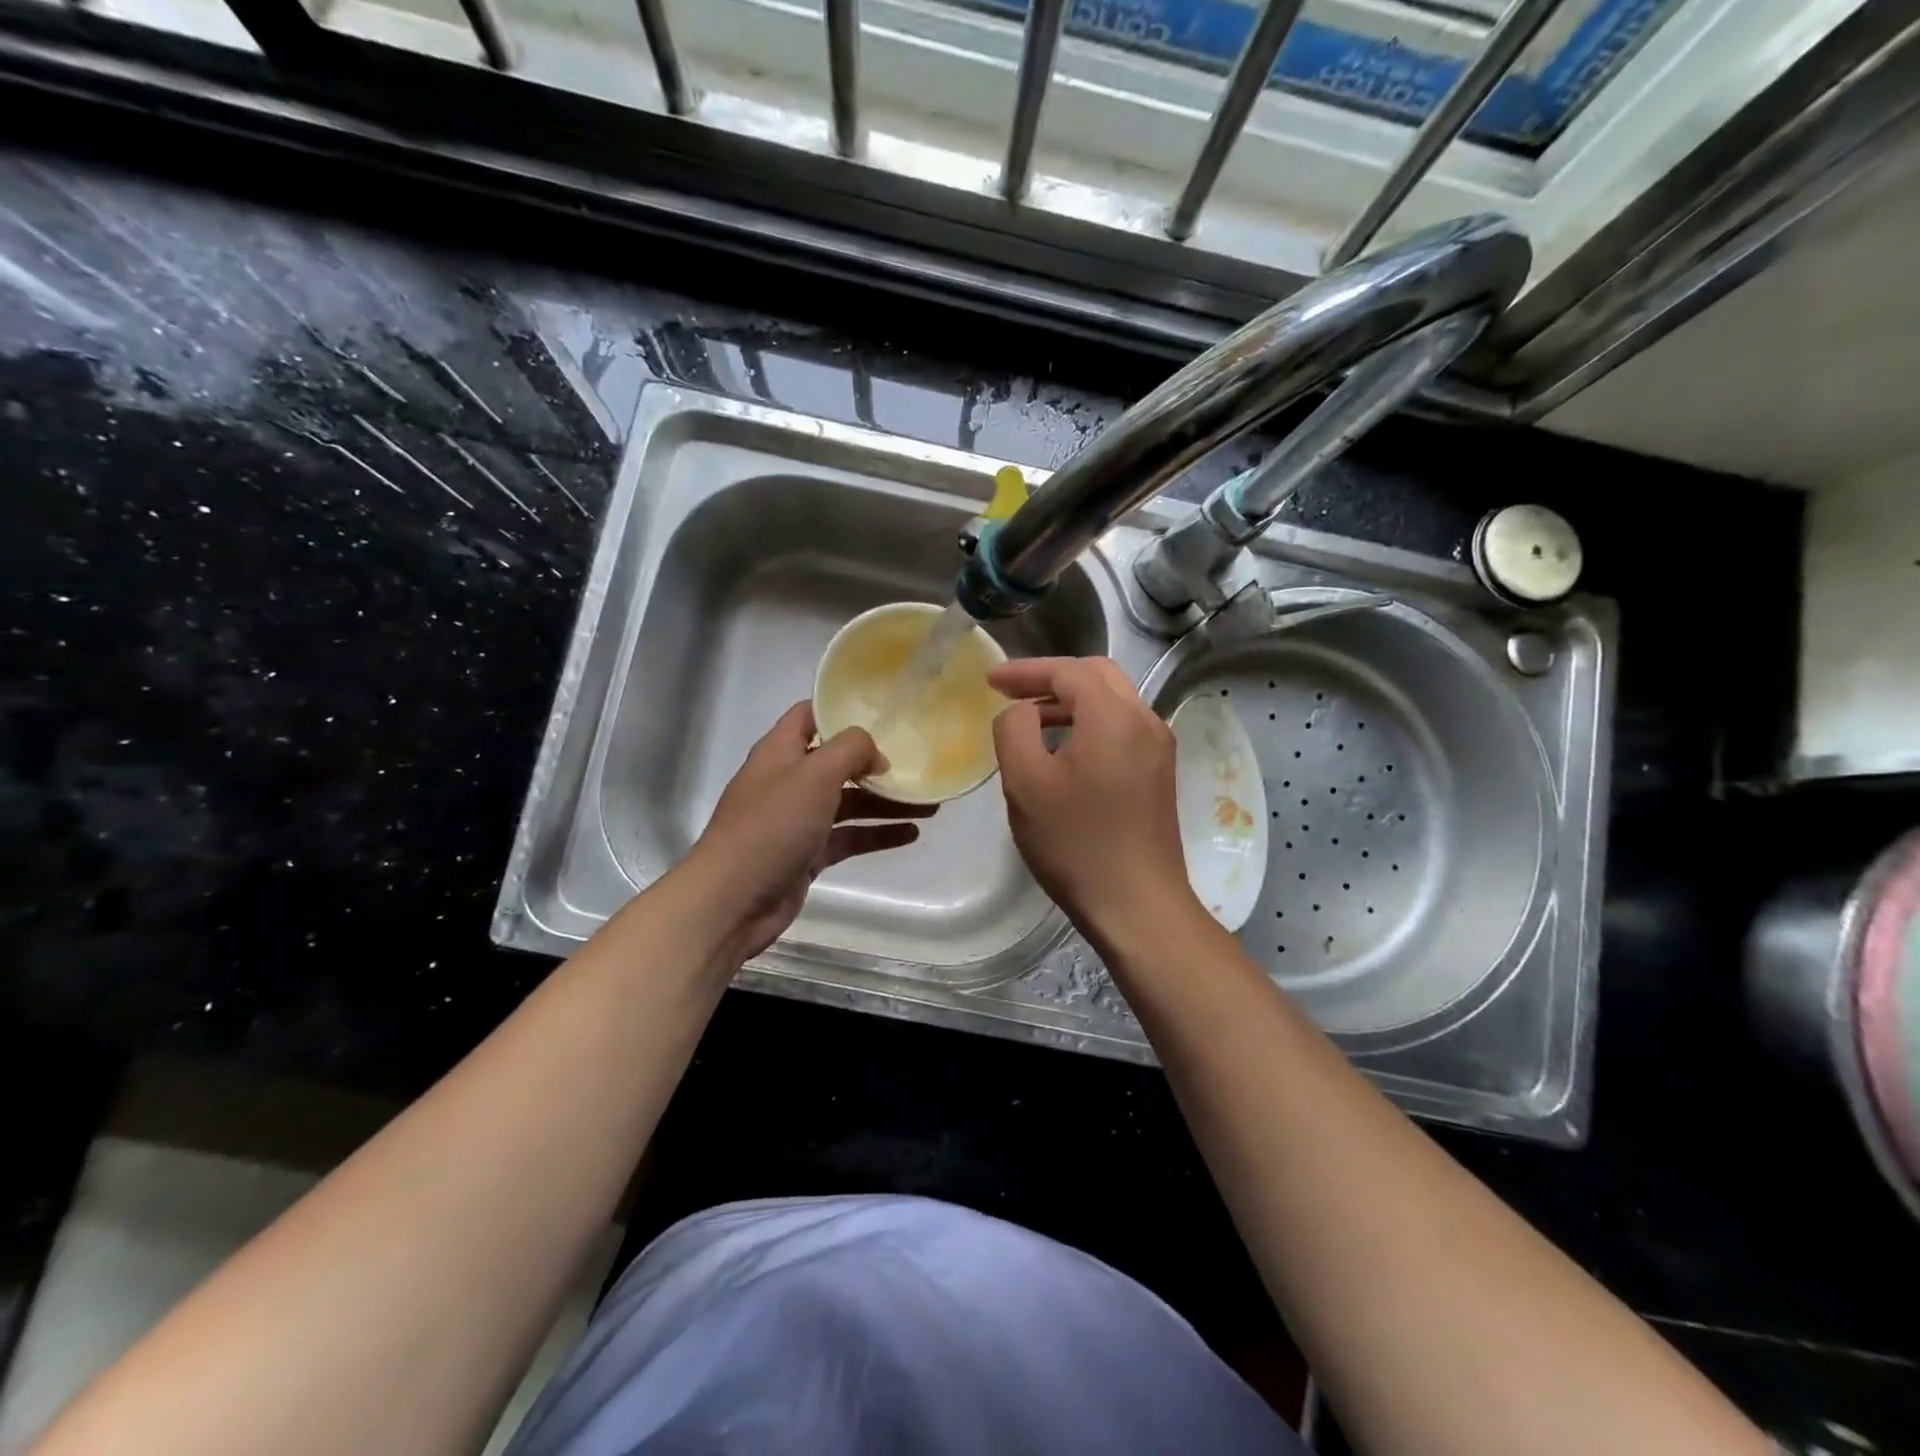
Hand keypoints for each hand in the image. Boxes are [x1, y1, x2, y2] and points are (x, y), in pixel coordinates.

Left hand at [682, 702, 934, 963]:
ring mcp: (797, 819)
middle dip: (876, 761)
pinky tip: (911, 833)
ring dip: (885, 801)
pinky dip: (877, 833)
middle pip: (837, 761)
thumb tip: (876, 754)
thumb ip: (850, 750)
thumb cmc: (772, 825)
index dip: (843, 708)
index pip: (810, 715)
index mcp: (780, 751)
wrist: (733, 899)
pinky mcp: (807, 854)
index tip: (885, 711)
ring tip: (930, 803)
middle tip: (918, 762)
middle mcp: (788, 780)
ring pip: (849, 802)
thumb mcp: (815, 774)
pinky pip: (849, 836)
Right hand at [988, 657, 1200, 948]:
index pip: (1067, 670)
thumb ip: (1014, 730)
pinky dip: (1090, 723)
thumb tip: (1020, 711)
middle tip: (1011, 692)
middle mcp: (1145, 720)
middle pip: (1096, 675)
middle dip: (1051, 677)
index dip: (1025, 670)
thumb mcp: (1025, 782)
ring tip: (1031, 720)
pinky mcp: (1160, 773)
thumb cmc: (1075, 842)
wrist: (1137, 904)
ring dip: (1070, 700)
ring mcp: (1158, 747)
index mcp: (1114, 715)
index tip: (990, 680)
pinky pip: (1122, 728)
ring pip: (1112, 701)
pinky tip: (1064, 749)